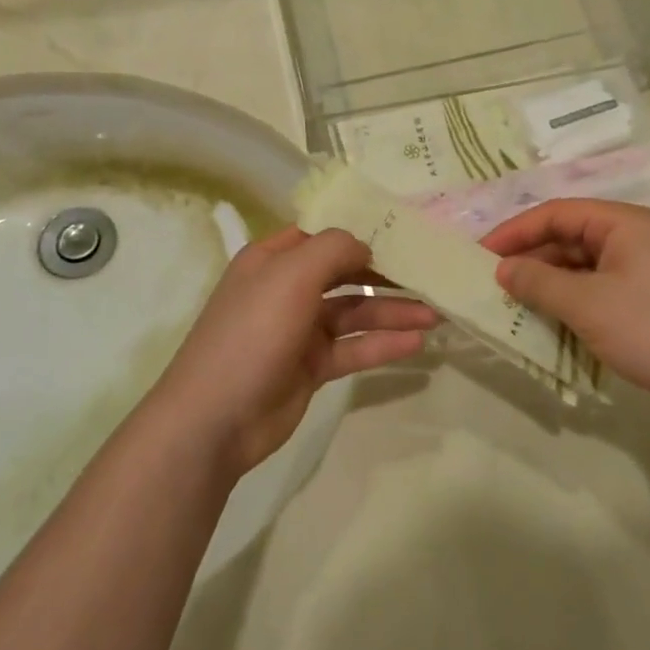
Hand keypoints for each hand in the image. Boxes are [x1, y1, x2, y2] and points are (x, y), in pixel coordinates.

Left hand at [149, 227, 435, 474]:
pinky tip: (416, 344)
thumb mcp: (291, 276)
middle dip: (385, 274)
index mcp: (272, 260)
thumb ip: (334, 249)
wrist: (215, 419)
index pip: (322, 234)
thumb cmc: (252, 333)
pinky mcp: (310, 366)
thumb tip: (365, 245)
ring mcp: (298, 329)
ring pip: (353, 313)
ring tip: (434, 314)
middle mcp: (285, 289)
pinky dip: (382, 345)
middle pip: (344, 273)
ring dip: (391, 312)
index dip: (360, 230)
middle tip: (429, 275)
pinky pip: (353, 348)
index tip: (404, 230)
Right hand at [482, 201, 649, 417]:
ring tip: (515, 305)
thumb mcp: (587, 304)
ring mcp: (644, 270)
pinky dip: (571, 301)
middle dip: (531, 259)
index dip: (515, 230)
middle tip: (493, 283)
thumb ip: (539, 282)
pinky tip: (550, 322)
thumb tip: (503, 269)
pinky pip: (598, 289)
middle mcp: (634, 238)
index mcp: (623, 223)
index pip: (556, 213)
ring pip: (582, 266)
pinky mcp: (649, 300)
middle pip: (569, 238)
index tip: (481, 253)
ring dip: (548, 283)